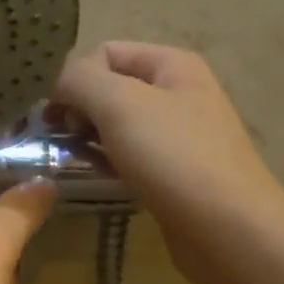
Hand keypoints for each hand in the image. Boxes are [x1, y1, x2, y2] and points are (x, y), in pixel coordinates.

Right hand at [54, 42, 283, 283]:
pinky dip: (108, 164)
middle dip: (78, 109)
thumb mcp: (119, 104)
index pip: (105, 52)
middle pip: (110, 88)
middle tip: (59, 140)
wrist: (228, 230)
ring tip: (72, 162)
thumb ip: (79, 79)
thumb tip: (55, 80)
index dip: (75, 78)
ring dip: (89, 139)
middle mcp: (178, 92)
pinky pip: (130, 156)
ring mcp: (179, 135)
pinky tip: (96, 180)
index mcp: (172, 64)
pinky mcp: (174, 172)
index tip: (56, 115)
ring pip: (117, 125)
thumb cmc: (174, 157)